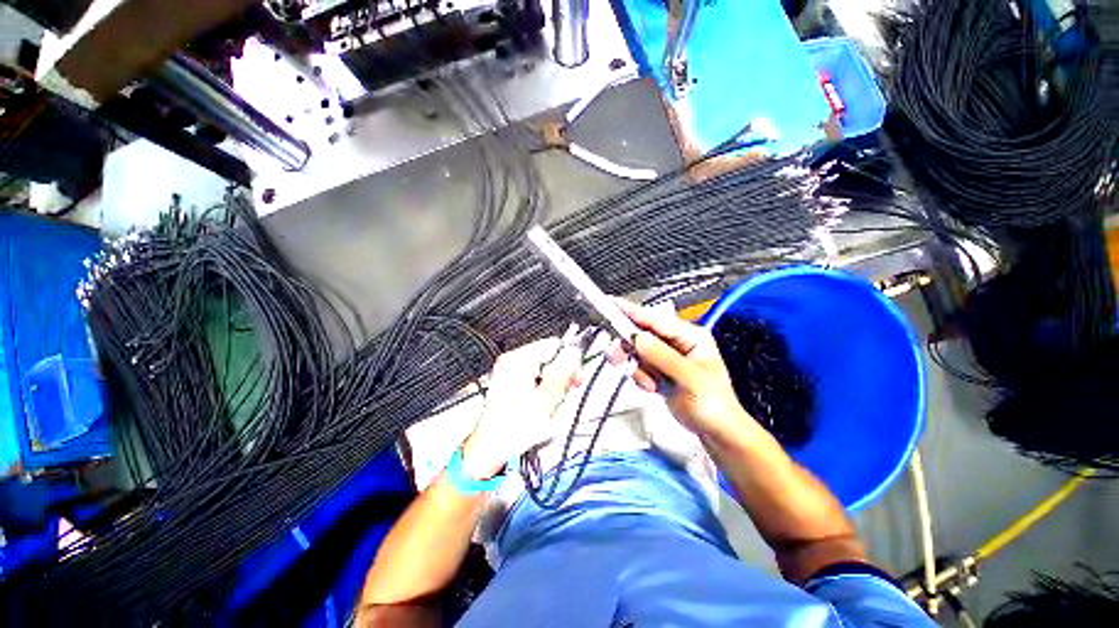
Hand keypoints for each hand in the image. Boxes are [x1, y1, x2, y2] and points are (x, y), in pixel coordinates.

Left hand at [461, 337, 581, 478]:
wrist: (491, 447)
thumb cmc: (513, 429)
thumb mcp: (545, 401)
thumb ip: (561, 374)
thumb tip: (574, 351)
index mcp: (519, 361)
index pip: (555, 345)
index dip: (570, 362)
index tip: (573, 381)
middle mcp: (512, 359)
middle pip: (550, 354)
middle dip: (560, 374)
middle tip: (561, 395)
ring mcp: (510, 368)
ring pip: (545, 365)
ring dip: (553, 382)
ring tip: (548, 403)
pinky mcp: (510, 377)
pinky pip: (536, 373)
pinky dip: (543, 386)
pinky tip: (540, 402)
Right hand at [610, 298, 758, 442]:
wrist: (715, 431)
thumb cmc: (713, 405)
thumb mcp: (690, 379)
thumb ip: (662, 357)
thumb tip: (637, 338)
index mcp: (690, 336)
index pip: (655, 319)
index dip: (631, 311)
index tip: (611, 305)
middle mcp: (676, 341)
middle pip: (641, 332)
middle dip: (629, 347)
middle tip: (617, 358)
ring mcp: (665, 355)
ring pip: (636, 349)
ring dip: (636, 367)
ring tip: (649, 384)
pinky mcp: (657, 368)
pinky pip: (638, 364)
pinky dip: (639, 376)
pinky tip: (652, 387)